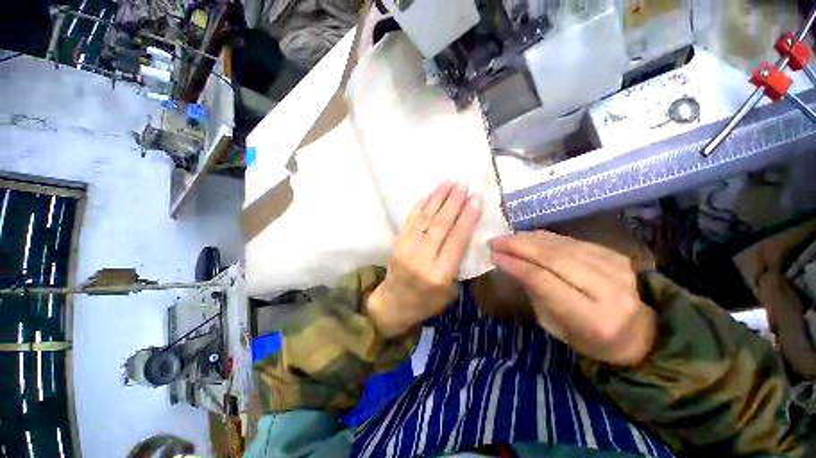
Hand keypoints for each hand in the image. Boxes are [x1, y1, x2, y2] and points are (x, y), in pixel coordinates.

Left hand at [367, 181, 482, 336]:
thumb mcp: (449, 291)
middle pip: (440, 225)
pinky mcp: (396, 242)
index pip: (456, 240)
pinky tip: (430, 194)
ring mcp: (405, 248)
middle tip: (464, 184)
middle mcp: (422, 258)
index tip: (476, 198)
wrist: (393, 304)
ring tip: (449, 182)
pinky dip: (421, 205)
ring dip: (437, 198)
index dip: (467, 217)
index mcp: (439, 275)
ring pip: (425, 218)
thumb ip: (457, 263)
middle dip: (453, 202)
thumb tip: (465, 231)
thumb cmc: (426, 302)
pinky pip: (410, 219)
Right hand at [489, 231, 656, 365]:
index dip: (516, 265)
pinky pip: (572, 241)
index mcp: (593, 318)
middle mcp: (609, 290)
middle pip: (553, 258)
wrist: (640, 332)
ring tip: (507, 238)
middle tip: (494, 241)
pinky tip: (528, 236)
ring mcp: (617, 268)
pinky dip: (546, 237)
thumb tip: (512, 264)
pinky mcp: (616, 255)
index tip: (493, 256)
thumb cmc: (591, 339)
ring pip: (562, 246)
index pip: (544, 281)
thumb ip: (535, 293)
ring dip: (528, 239)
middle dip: (518, 246)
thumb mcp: (556, 327)